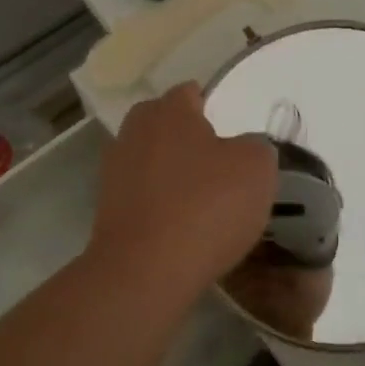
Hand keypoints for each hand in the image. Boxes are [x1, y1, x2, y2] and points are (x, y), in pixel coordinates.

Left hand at [88, 83, 277, 303]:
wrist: (145, 272)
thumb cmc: (206, 207)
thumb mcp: (256, 169)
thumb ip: (256, 148)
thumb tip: (244, 151)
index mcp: (168, 111)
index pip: (191, 93)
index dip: (214, 109)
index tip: (233, 136)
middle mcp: (134, 132)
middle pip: (168, 126)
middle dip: (191, 141)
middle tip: (222, 169)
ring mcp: (114, 172)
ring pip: (154, 163)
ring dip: (175, 176)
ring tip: (206, 204)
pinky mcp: (107, 210)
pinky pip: (145, 197)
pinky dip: (162, 207)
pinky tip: (184, 230)